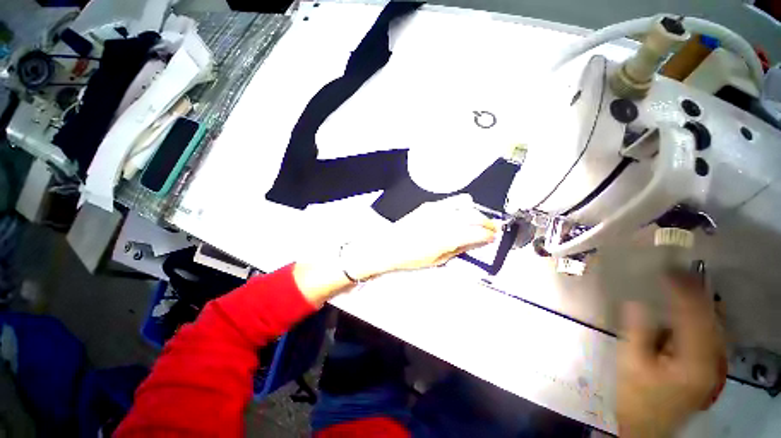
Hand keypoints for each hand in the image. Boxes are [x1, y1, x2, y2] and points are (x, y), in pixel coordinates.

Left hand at [343, 194, 499, 279]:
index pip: (476, 231)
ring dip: (474, 212)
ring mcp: (435, 209)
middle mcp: (442, 220)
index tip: (494, 236)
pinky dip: (460, 207)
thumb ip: (460, 248)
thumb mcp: (439, 260)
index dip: (489, 233)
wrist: (389, 246)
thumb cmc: (411, 258)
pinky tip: (458, 215)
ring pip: (464, 203)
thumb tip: (476, 242)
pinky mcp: (428, 205)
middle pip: (474, 215)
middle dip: (486, 221)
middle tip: (490, 228)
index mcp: (446, 238)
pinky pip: (450, 201)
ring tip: (475, 220)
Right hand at [617, 273, 726, 437]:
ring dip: (699, 303)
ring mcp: (713, 364)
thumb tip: (636, 301)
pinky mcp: (708, 366)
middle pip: (710, 318)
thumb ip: (637, 331)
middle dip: (694, 292)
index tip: (667, 270)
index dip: (682, 290)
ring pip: (713, 325)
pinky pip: (709, 334)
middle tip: (675, 272)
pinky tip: (687, 310)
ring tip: (682, 283)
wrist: (649, 427)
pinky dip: (700, 317)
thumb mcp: (632, 364)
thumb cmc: (638, 397)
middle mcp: (712, 360)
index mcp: (694, 361)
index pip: (694, 316)